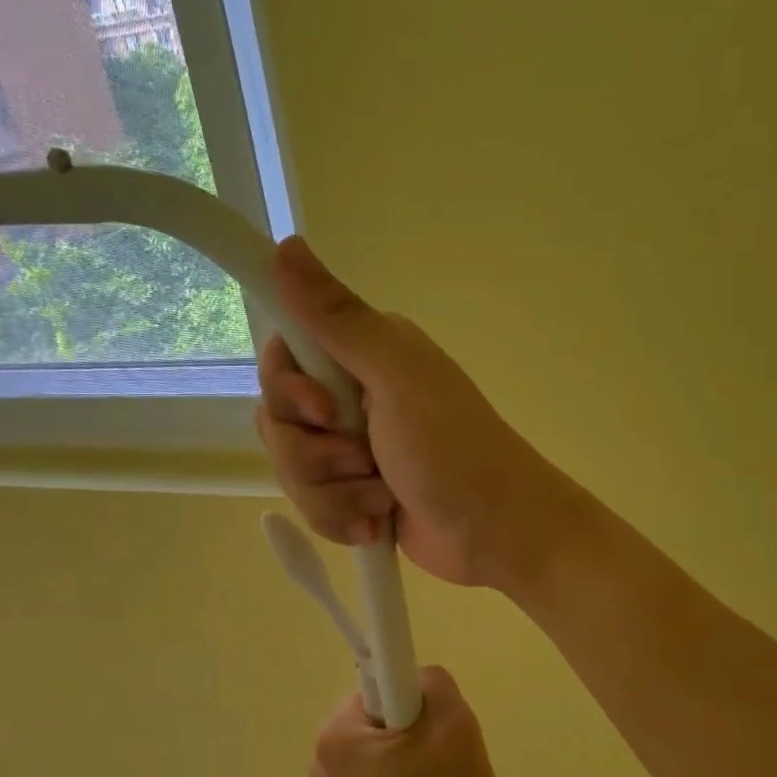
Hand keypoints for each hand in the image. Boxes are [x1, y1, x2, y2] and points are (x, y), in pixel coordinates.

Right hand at [256, 238, 582, 590]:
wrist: (497, 531)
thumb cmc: (453, 449)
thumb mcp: (396, 376)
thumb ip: (338, 319)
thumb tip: (286, 244)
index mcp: (363, 354)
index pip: (282, 358)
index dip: (289, 392)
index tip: (323, 412)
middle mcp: (353, 396)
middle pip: (279, 421)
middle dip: (314, 455)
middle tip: (365, 461)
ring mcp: (353, 450)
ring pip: (292, 470)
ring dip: (335, 494)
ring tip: (382, 500)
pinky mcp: (355, 495)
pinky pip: (313, 507)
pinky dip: (344, 519)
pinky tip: (378, 523)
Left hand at [310, 667, 497, 776]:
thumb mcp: (455, 726)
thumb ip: (434, 682)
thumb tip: (417, 680)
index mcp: (336, 732)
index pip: (384, 685)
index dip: (419, 703)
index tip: (438, 736)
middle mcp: (322, 758)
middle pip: (387, 718)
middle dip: (421, 734)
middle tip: (448, 766)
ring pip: (389, 750)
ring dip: (420, 761)